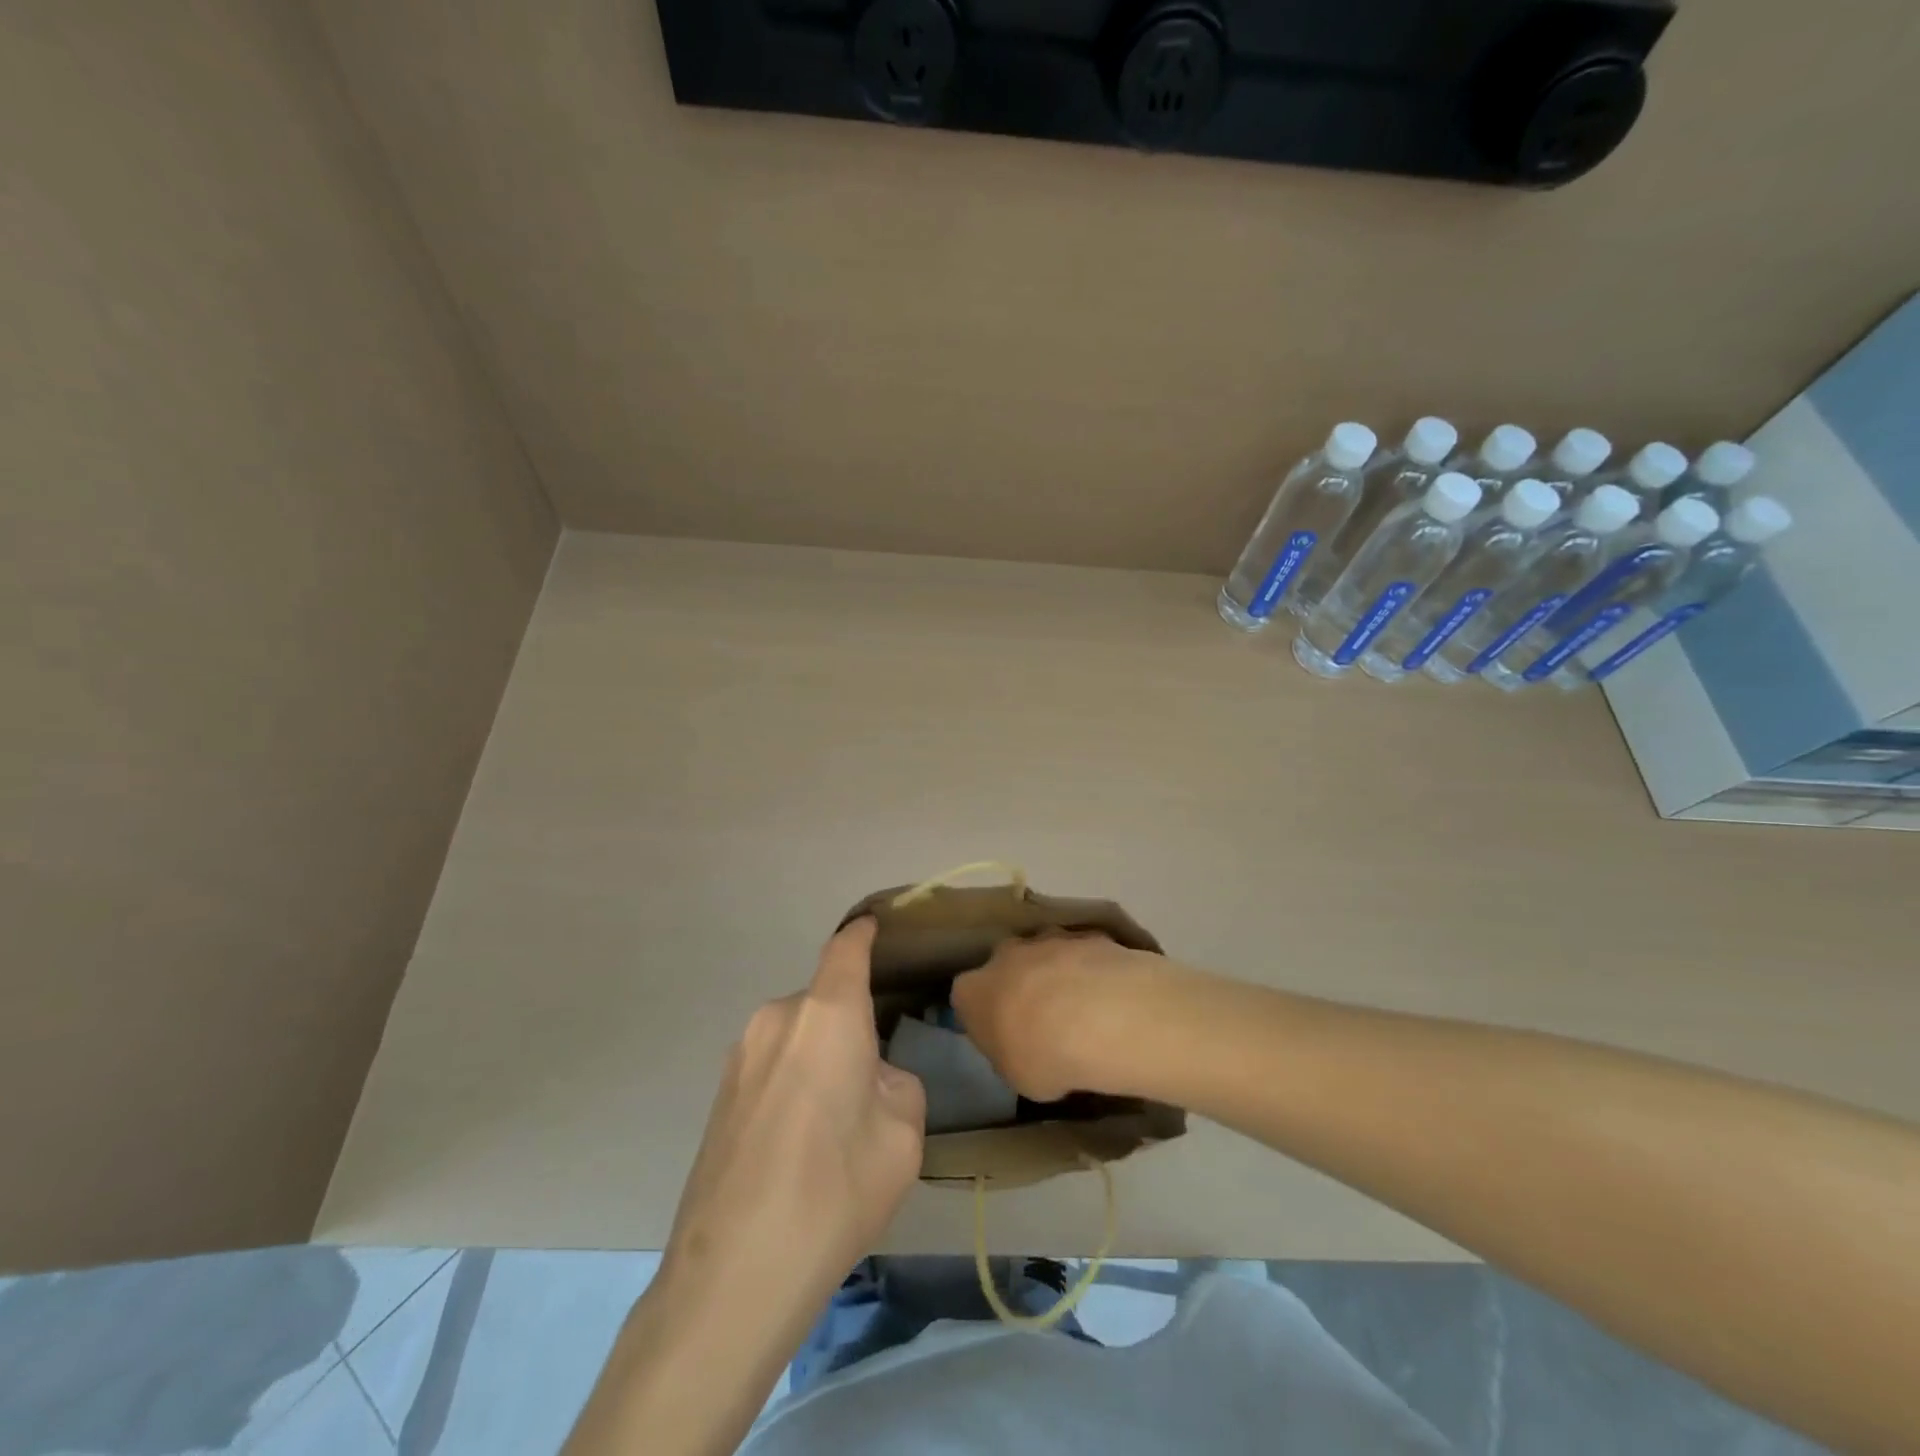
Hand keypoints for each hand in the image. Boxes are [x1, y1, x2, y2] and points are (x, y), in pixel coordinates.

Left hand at [565, 921, 925, 1455]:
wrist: (732, 1275)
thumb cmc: (834, 1190)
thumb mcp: (902, 1137)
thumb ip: (896, 1085)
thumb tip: (870, 1080)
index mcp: (826, 1014)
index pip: (846, 949)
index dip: (863, 934)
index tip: (876, 926)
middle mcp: (777, 1018)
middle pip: (825, 1002)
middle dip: (850, 1026)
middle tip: (873, 1082)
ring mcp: (740, 1054)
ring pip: (798, 1036)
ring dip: (820, 1058)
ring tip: (834, 1122)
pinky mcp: (719, 1093)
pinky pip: (772, 1064)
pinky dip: (793, 1082)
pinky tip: (799, 1143)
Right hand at [951, 930, 1162, 1101]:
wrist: (1098, 1018)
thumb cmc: (1042, 1056)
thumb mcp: (1016, 1077)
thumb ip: (1011, 1055)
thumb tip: (1020, 1049)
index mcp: (973, 990)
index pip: (966, 997)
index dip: (983, 1015)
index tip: (1001, 1035)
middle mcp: (1004, 955)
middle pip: (1006, 965)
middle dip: (1020, 984)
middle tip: (1042, 1019)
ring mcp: (1047, 939)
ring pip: (1045, 953)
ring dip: (1057, 974)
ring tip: (1083, 1008)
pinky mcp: (1086, 935)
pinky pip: (1084, 953)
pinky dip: (1092, 970)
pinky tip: (1110, 996)